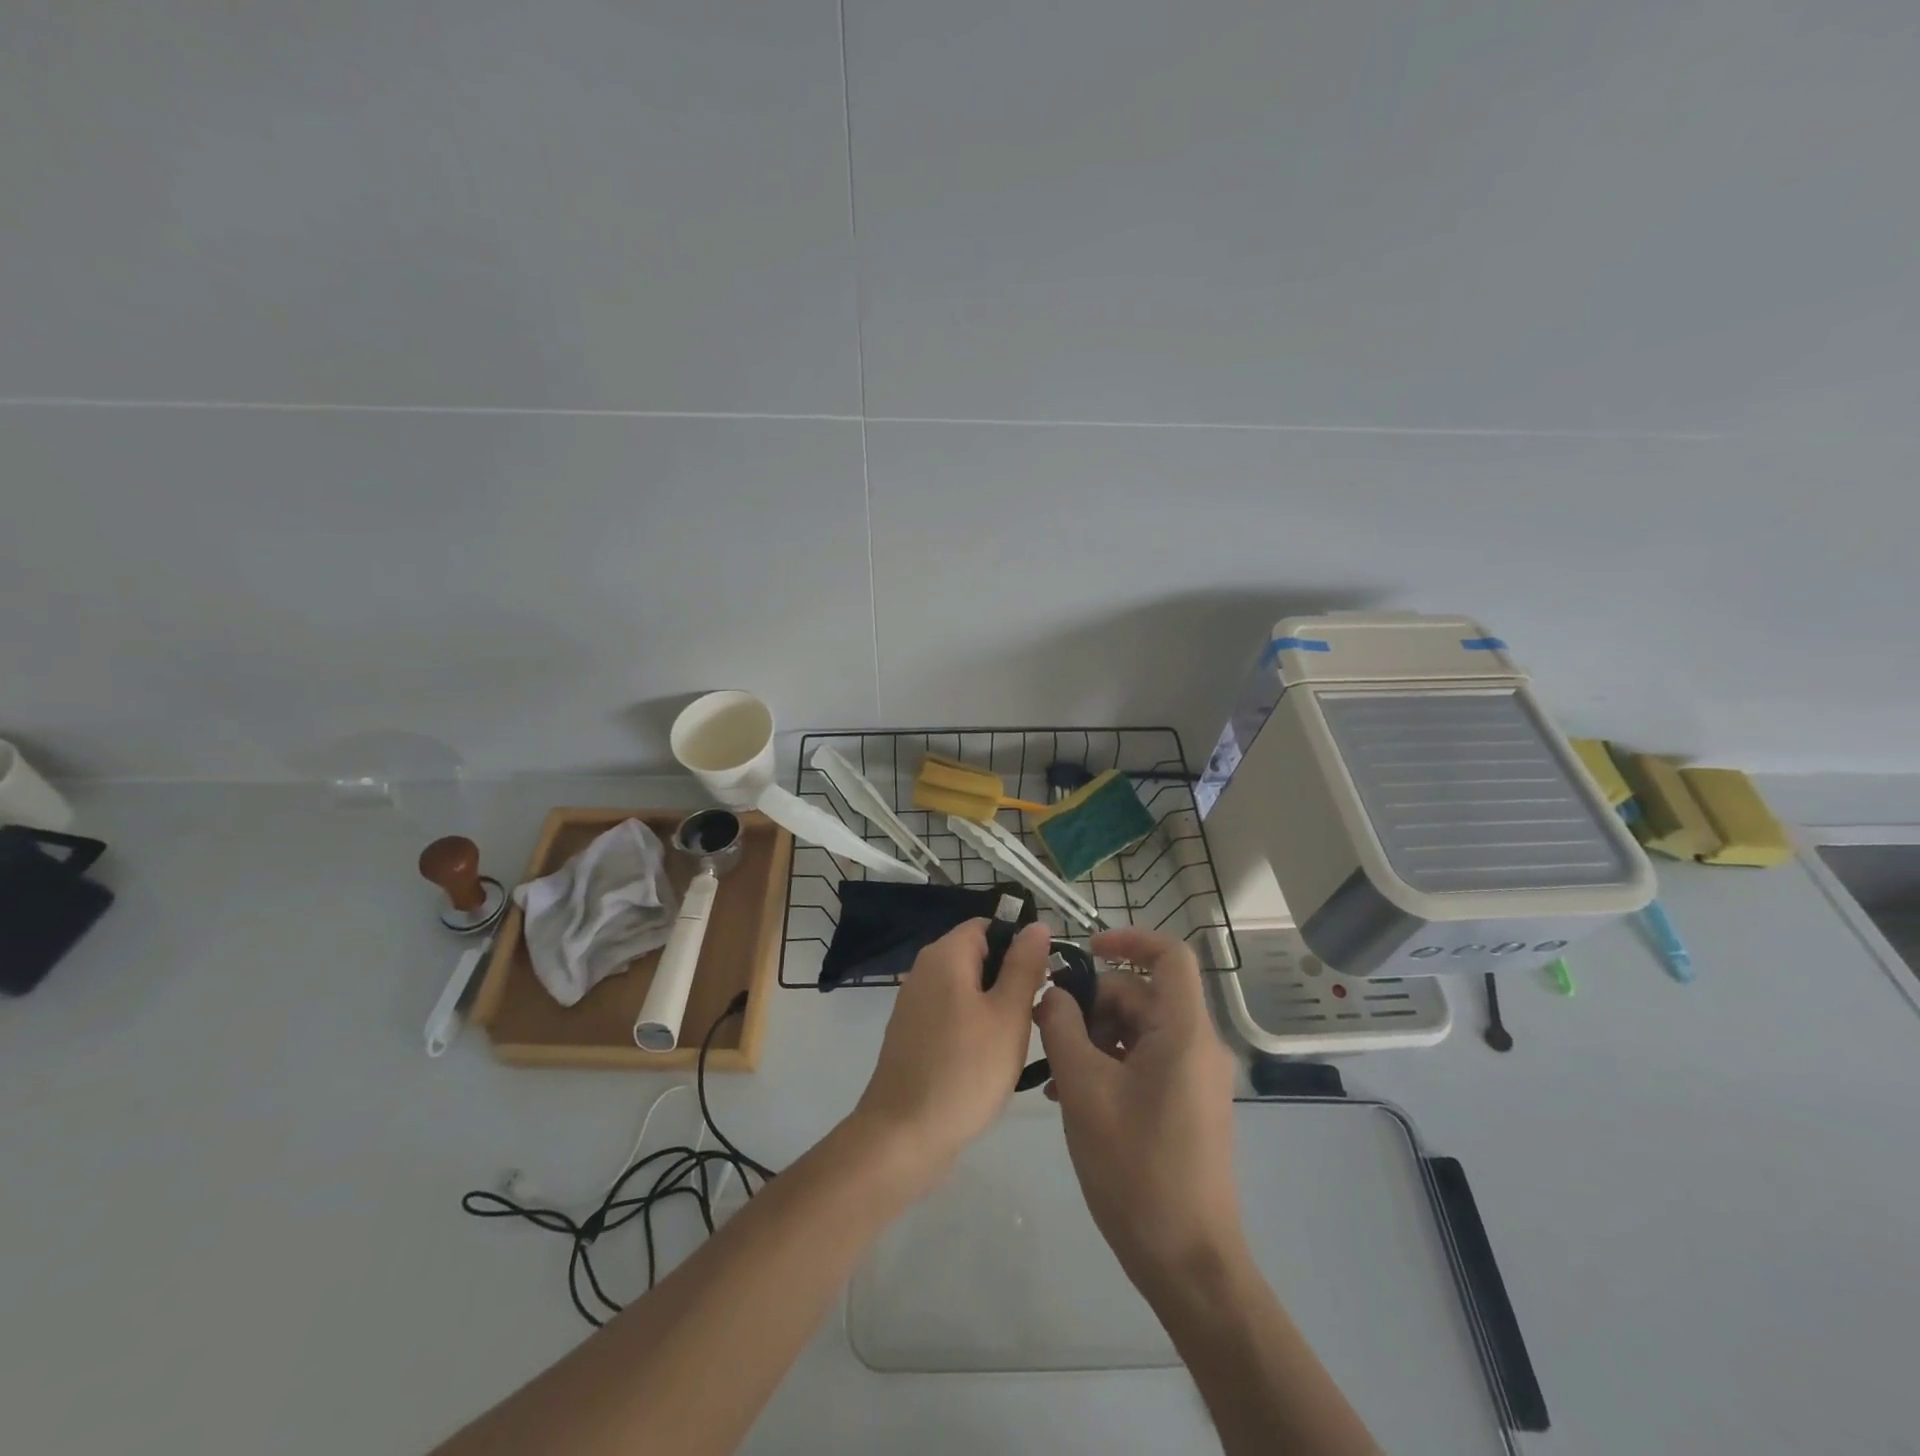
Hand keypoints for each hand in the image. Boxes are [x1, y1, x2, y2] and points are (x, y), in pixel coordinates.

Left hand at [854, 919, 1051, 1180]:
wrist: (903, 1136)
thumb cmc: (964, 1070)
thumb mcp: (1008, 1014)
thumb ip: (1024, 966)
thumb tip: (1037, 924)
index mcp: (945, 955)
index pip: (989, 925)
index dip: (1020, 945)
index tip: (1043, 979)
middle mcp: (924, 970)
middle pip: (977, 955)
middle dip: (1010, 978)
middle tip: (1034, 1015)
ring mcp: (914, 1004)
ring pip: (967, 988)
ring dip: (995, 1006)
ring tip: (1017, 1041)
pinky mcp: (912, 1035)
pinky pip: (952, 1014)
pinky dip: (974, 1027)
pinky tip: (989, 1061)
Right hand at [1034, 926, 1243, 1297]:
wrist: (1188, 1264)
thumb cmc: (1136, 1169)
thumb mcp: (1084, 1090)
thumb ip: (1063, 1028)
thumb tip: (1054, 994)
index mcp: (1185, 1032)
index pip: (1169, 955)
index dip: (1128, 939)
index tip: (1083, 951)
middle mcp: (1198, 1046)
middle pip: (1142, 996)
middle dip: (1092, 1003)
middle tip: (1046, 1028)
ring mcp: (1195, 1078)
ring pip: (1139, 1030)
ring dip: (1093, 1038)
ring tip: (1052, 1072)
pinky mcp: (1186, 1105)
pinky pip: (1145, 1062)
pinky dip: (1109, 1064)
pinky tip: (1070, 1094)